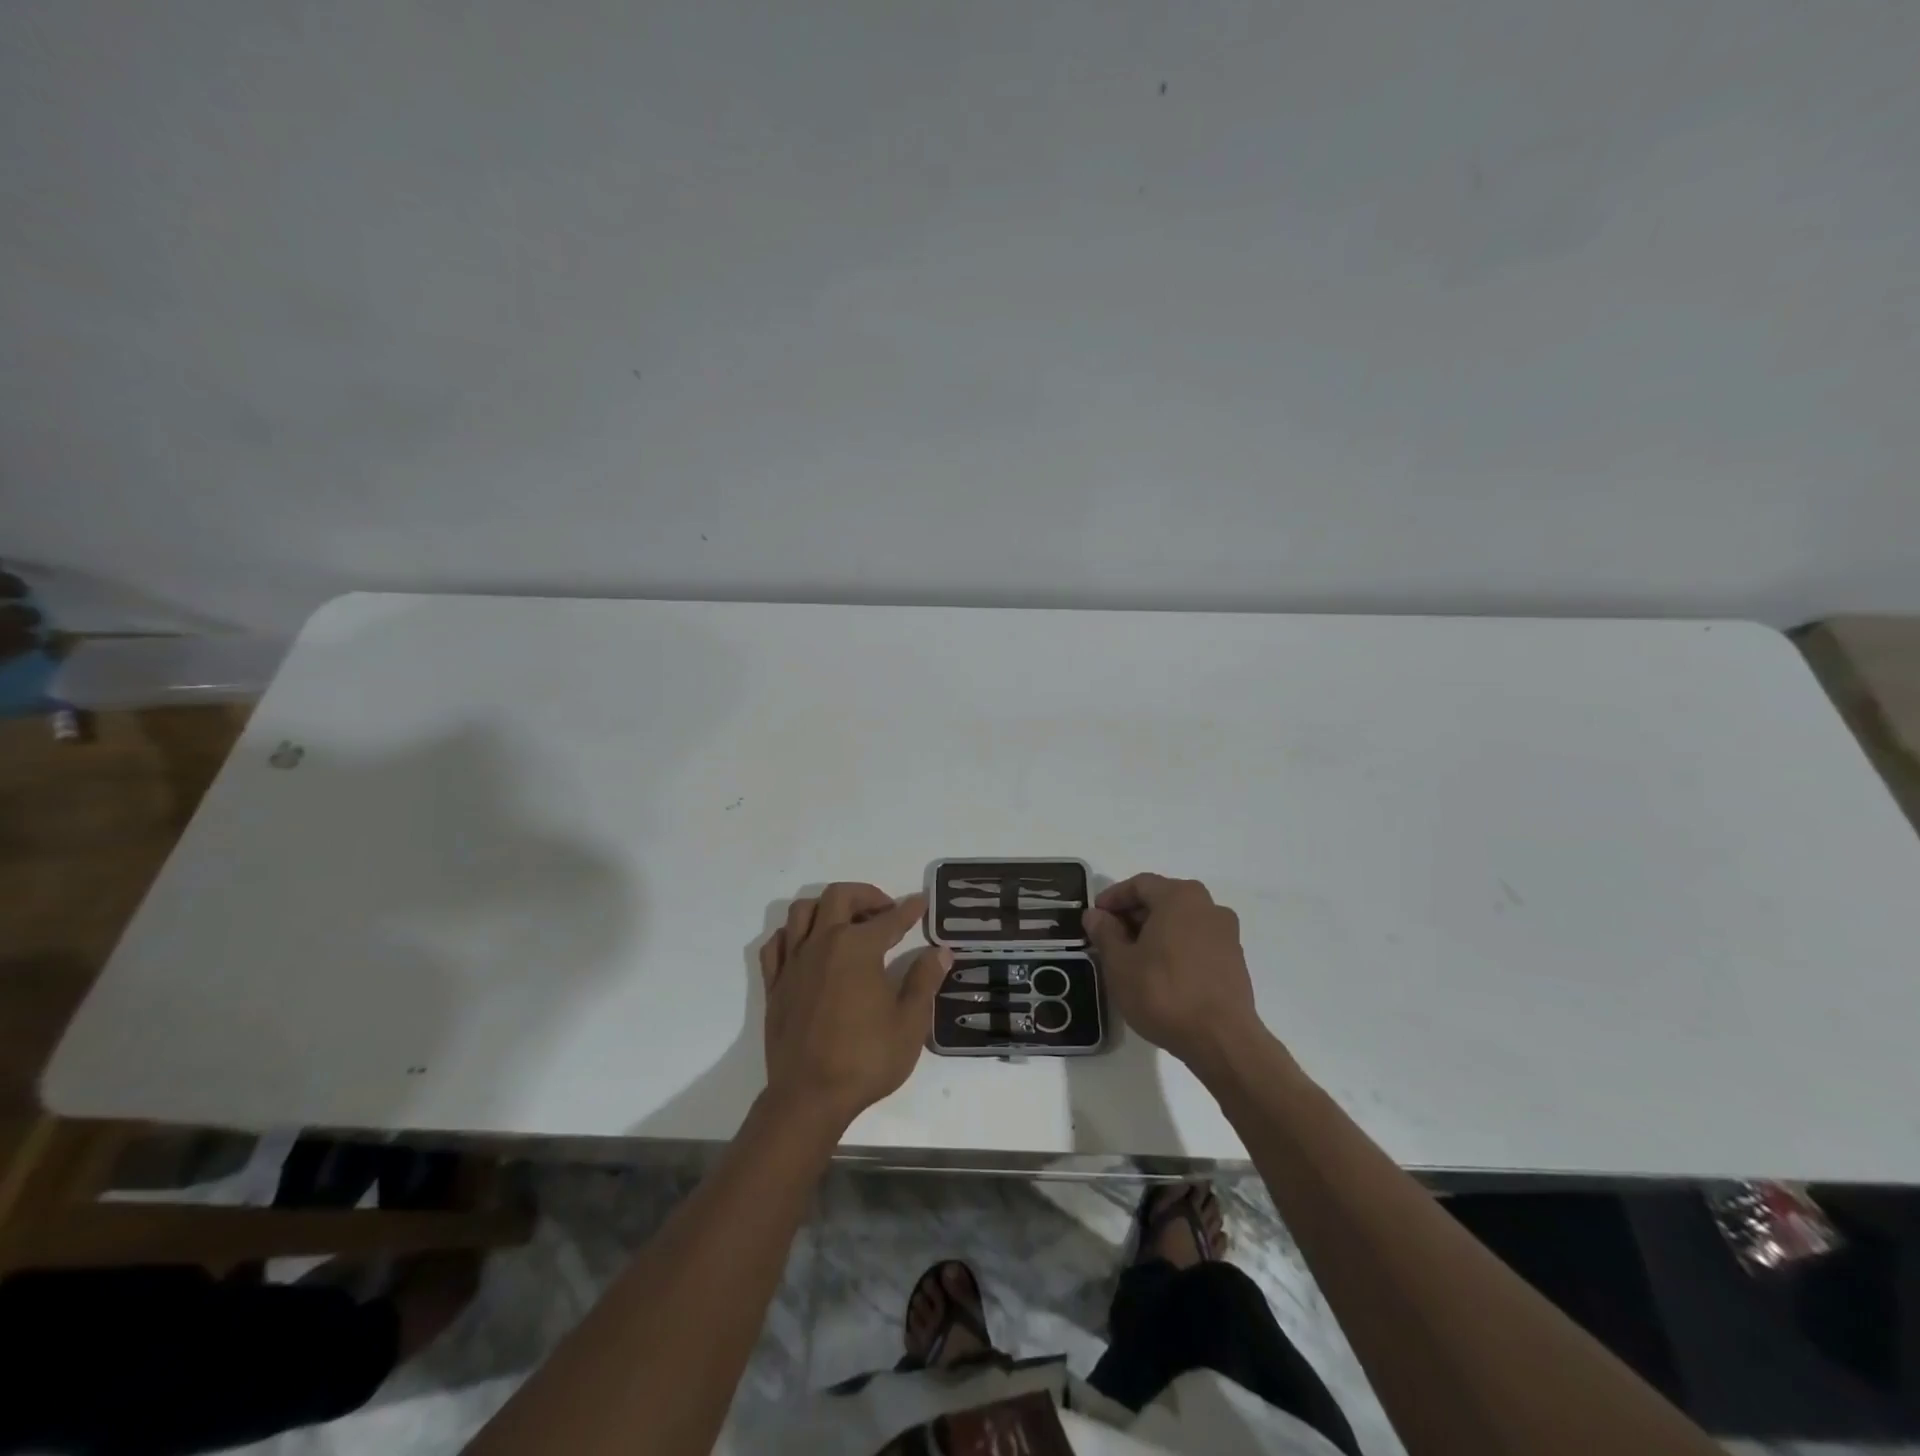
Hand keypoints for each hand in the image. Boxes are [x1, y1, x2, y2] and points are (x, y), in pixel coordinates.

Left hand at [759, 884, 950, 1129]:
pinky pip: (776, 943)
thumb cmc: (865, 1059)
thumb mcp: (909, 1023)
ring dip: (827, 907)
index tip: (921, 902)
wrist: (809, 1097)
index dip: (909, 909)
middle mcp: (822, 943)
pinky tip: (808, 946)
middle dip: (865, 895)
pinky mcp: (774, 984)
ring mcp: (793, 962)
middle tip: (884, 912)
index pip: (889, 918)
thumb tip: (940, 952)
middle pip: (839, 896)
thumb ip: (924, 980)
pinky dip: (793, 934)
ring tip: (846, 922)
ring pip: (802, 911)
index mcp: (857, 947)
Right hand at [1082, 874, 1268, 1071]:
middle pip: (1163, 899)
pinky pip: (1197, 941)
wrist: (1221, 1040)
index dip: (1113, 898)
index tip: (1095, 916)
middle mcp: (1208, 906)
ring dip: (1155, 932)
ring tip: (1134, 957)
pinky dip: (1176, 947)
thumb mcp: (1120, 963)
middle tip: (1110, 937)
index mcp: (1180, 897)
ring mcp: (1226, 933)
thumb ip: (1105, 933)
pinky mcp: (1235, 959)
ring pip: (1181, 921)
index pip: (1139, 884)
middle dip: (1134, 915)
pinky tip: (1161, 972)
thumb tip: (1095, 915)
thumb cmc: (1163, 993)